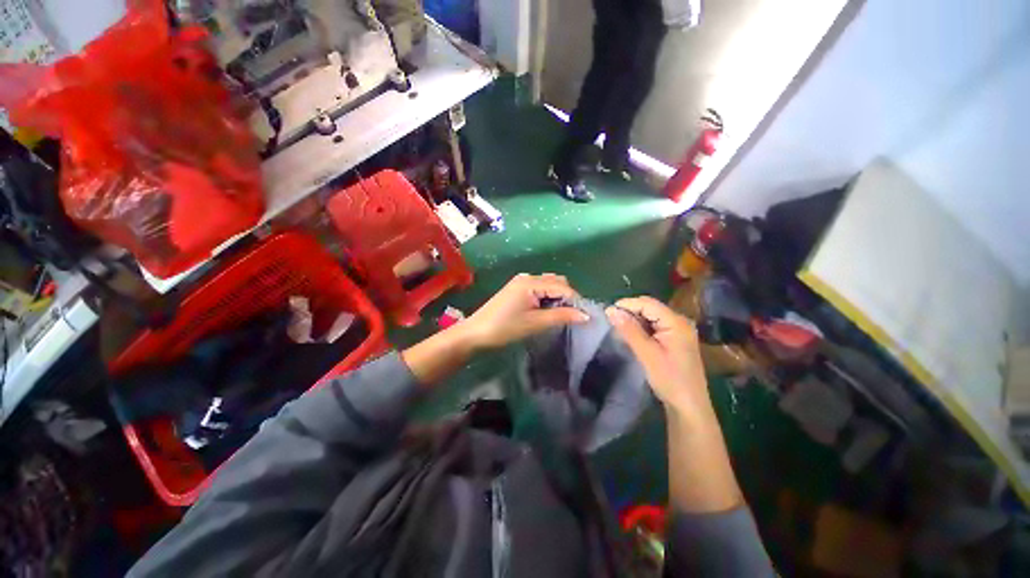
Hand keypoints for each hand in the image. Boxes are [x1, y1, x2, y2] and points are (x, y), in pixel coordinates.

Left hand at [460, 273, 588, 349]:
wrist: (475, 333)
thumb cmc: (505, 328)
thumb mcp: (535, 323)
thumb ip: (561, 316)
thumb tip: (585, 316)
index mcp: (531, 282)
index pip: (562, 287)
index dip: (575, 300)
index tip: (585, 316)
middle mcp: (527, 277)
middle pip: (556, 282)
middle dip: (567, 296)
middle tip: (572, 316)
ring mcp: (520, 282)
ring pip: (548, 284)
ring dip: (557, 296)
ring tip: (561, 314)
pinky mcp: (516, 289)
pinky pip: (538, 288)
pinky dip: (547, 297)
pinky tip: (547, 310)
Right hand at [606, 297, 712, 420]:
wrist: (689, 406)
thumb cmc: (669, 379)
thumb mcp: (646, 353)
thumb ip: (629, 330)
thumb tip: (610, 310)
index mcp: (676, 322)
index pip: (647, 304)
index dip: (627, 305)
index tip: (607, 312)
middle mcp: (679, 321)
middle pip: (650, 308)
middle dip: (630, 312)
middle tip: (612, 322)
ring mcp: (678, 330)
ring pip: (651, 317)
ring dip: (635, 321)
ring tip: (619, 329)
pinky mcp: (675, 339)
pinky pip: (655, 326)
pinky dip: (642, 329)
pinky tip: (632, 336)